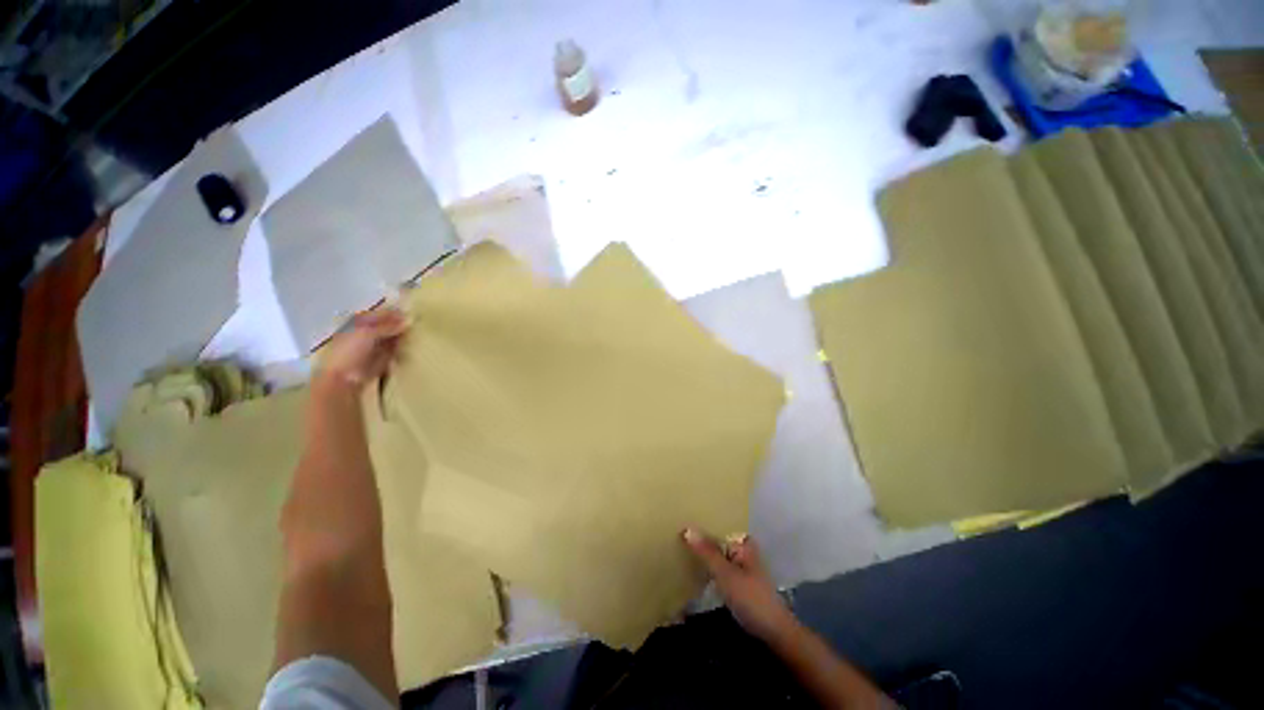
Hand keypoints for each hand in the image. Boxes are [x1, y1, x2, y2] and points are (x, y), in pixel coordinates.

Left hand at [314, 307, 408, 391]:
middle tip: (417, 320)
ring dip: (403, 333)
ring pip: (393, 335)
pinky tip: (414, 342)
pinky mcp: (384, 357)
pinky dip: (404, 345)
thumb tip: (408, 320)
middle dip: (400, 322)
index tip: (410, 311)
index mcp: (358, 322)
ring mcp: (376, 345)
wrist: (345, 378)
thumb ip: (388, 325)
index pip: (379, 313)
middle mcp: (367, 332)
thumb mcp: (368, 333)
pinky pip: (397, 348)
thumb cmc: (350, 351)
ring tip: (419, 330)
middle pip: (387, 324)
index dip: (393, 312)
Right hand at [683, 528, 797, 642]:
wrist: (773, 633)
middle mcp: (741, 549)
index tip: (679, 518)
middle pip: (716, 539)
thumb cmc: (751, 598)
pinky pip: (718, 567)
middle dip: (699, 538)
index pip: (717, 526)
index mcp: (742, 542)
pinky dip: (707, 566)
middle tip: (675, 532)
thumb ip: (706, 552)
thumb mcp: (725, 574)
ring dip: (702, 552)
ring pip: (716, 554)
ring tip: (679, 545)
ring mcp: (740, 566)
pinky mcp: (737, 581)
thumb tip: (686, 528)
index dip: (700, 523)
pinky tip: (693, 566)